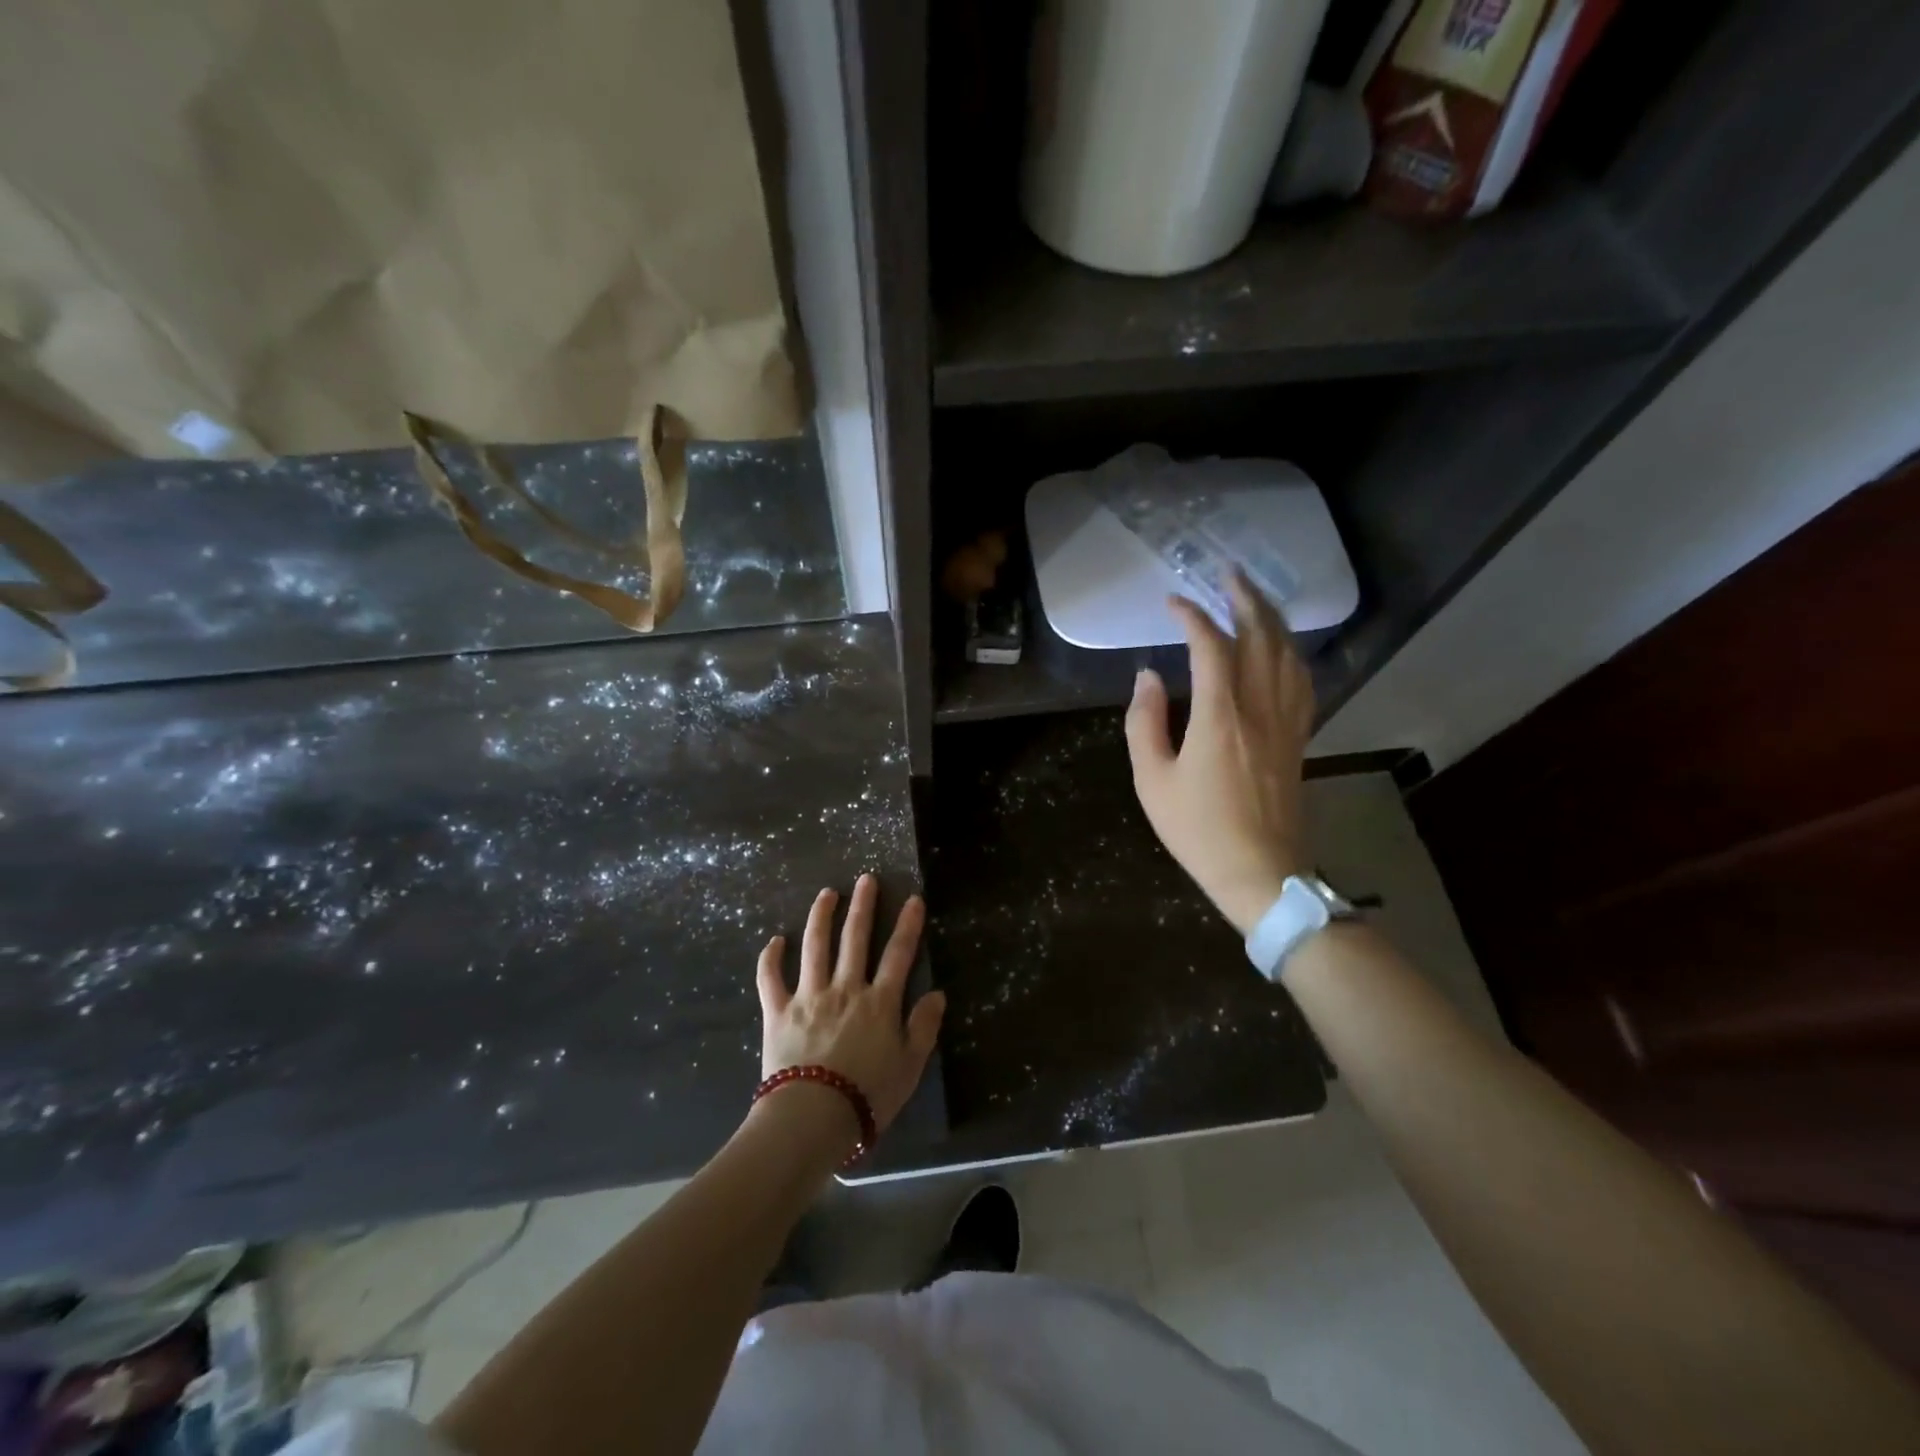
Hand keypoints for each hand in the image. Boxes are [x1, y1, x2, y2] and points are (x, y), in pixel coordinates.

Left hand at [755, 875, 945, 1134]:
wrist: (812, 1117)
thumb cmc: (868, 1095)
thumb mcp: (910, 1066)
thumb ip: (924, 1027)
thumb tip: (937, 994)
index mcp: (879, 1002)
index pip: (898, 954)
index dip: (908, 925)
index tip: (913, 899)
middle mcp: (845, 988)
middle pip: (855, 939)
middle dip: (863, 906)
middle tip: (866, 880)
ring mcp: (808, 996)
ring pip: (814, 946)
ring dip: (820, 917)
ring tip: (826, 893)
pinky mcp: (778, 1012)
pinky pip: (770, 979)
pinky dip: (770, 958)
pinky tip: (774, 941)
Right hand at [1125, 572, 1313, 934]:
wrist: (1260, 871)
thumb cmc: (1198, 829)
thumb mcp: (1152, 780)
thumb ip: (1145, 722)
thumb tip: (1147, 676)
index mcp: (1220, 715)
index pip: (1211, 646)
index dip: (1192, 616)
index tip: (1173, 602)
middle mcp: (1260, 707)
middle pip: (1261, 637)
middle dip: (1245, 599)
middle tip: (1228, 573)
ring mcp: (1286, 721)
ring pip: (1288, 653)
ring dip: (1273, 618)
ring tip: (1255, 597)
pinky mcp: (1299, 737)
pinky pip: (1302, 681)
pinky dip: (1291, 653)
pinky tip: (1283, 648)